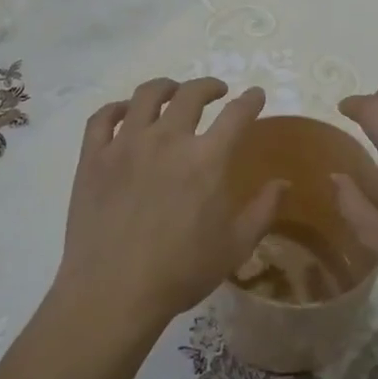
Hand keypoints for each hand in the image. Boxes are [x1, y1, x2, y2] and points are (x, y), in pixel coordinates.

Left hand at [54, 78, 285, 330]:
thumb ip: (263, 210)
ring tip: (172, 92)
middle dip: (209, 86)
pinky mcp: (94, 157)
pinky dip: (117, 108)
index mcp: (207, 159)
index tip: (255, 95)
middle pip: (190, 94)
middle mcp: (167, 139)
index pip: (236, 114)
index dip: (250, 100)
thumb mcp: (235, 246)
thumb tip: (283, 182)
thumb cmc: (181, 272)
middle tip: (216, 92)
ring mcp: (125, 144)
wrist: (113, 292)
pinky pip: (103, 117)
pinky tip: (125, 113)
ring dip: (166, 87)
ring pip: (146, 95)